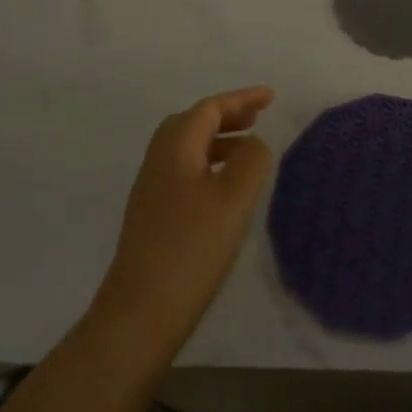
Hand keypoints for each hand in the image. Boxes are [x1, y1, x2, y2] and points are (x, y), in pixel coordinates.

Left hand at [95, 87, 273, 361]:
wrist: (140, 313)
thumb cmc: (192, 248)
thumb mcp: (235, 198)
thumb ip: (251, 159)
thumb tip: (253, 144)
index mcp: (175, 149)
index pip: (209, 109)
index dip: (241, 99)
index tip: (271, 98)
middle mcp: (158, 162)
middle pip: (191, 122)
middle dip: (226, 115)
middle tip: (257, 119)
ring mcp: (151, 190)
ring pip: (185, 147)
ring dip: (217, 140)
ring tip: (247, 150)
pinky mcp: (151, 215)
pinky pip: (182, 170)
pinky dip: (207, 162)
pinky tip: (224, 187)